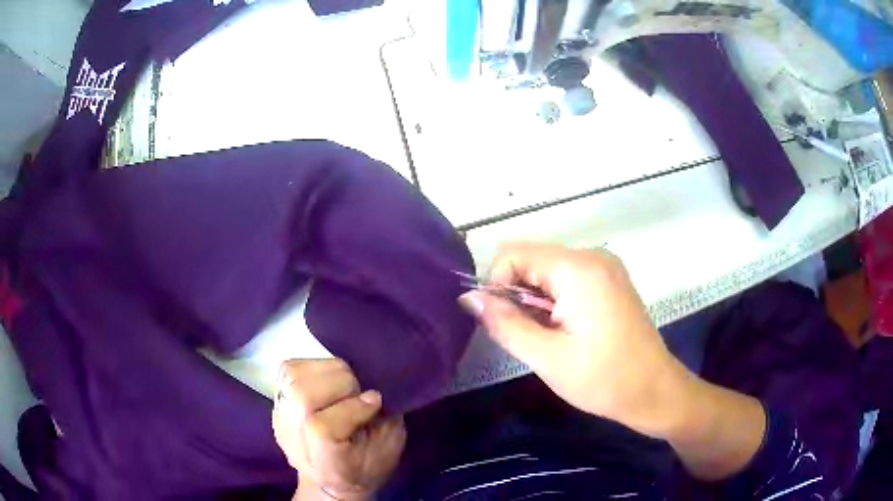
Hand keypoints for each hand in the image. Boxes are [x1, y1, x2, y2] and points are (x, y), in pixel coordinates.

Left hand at [273, 359, 405, 500]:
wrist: (329, 478)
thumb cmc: (366, 466)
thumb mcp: (388, 451)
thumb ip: (383, 424)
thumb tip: (371, 393)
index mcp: (325, 466)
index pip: (321, 428)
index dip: (352, 409)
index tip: (376, 401)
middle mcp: (293, 442)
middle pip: (302, 396)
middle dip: (341, 383)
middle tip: (359, 391)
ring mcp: (280, 419)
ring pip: (294, 377)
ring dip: (328, 371)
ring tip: (345, 384)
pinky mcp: (276, 401)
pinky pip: (288, 369)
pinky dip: (313, 366)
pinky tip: (328, 379)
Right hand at [460, 243, 685, 437]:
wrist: (654, 391)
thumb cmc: (602, 379)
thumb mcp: (546, 357)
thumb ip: (504, 323)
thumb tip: (469, 298)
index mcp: (578, 268)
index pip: (514, 254)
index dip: (497, 285)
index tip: (503, 322)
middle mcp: (593, 256)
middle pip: (532, 260)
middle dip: (518, 295)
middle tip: (531, 337)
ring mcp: (605, 266)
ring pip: (548, 271)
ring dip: (537, 301)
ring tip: (551, 338)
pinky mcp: (610, 279)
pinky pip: (568, 278)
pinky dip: (555, 301)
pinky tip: (567, 330)